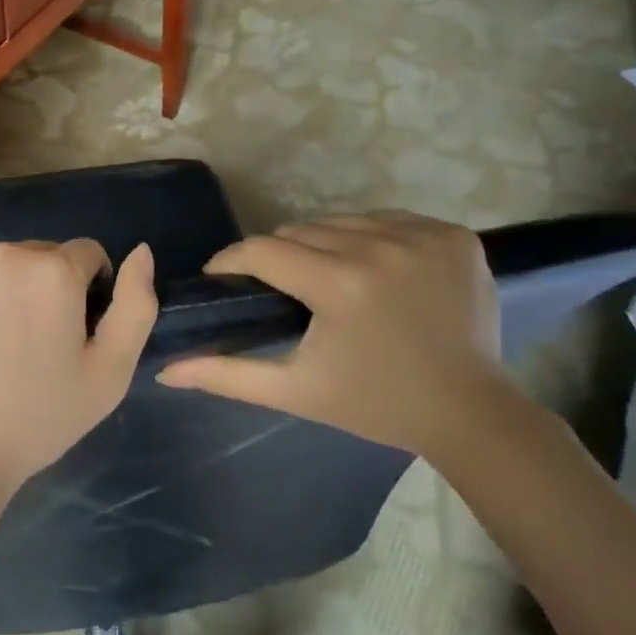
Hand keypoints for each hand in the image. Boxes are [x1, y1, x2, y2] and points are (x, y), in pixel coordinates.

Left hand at [0, 239, 158, 498]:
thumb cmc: (37, 419)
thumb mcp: (110, 373)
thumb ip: (136, 306)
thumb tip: (141, 252)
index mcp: (53, 272)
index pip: (84, 255)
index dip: (84, 291)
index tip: (67, 330)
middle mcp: (2, 253)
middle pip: (35, 255)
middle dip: (39, 286)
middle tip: (25, 341)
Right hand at [157, 213, 510, 459]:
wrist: (471, 414)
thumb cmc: (375, 404)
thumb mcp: (295, 391)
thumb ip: (226, 375)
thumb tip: (164, 371)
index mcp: (340, 285)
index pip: (263, 250)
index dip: (232, 261)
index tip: (222, 277)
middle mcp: (381, 248)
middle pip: (301, 232)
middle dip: (279, 257)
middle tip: (279, 289)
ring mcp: (424, 237)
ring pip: (343, 222)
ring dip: (323, 244)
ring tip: (324, 278)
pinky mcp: (456, 236)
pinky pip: (388, 220)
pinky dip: (371, 238)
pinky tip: (373, 269)